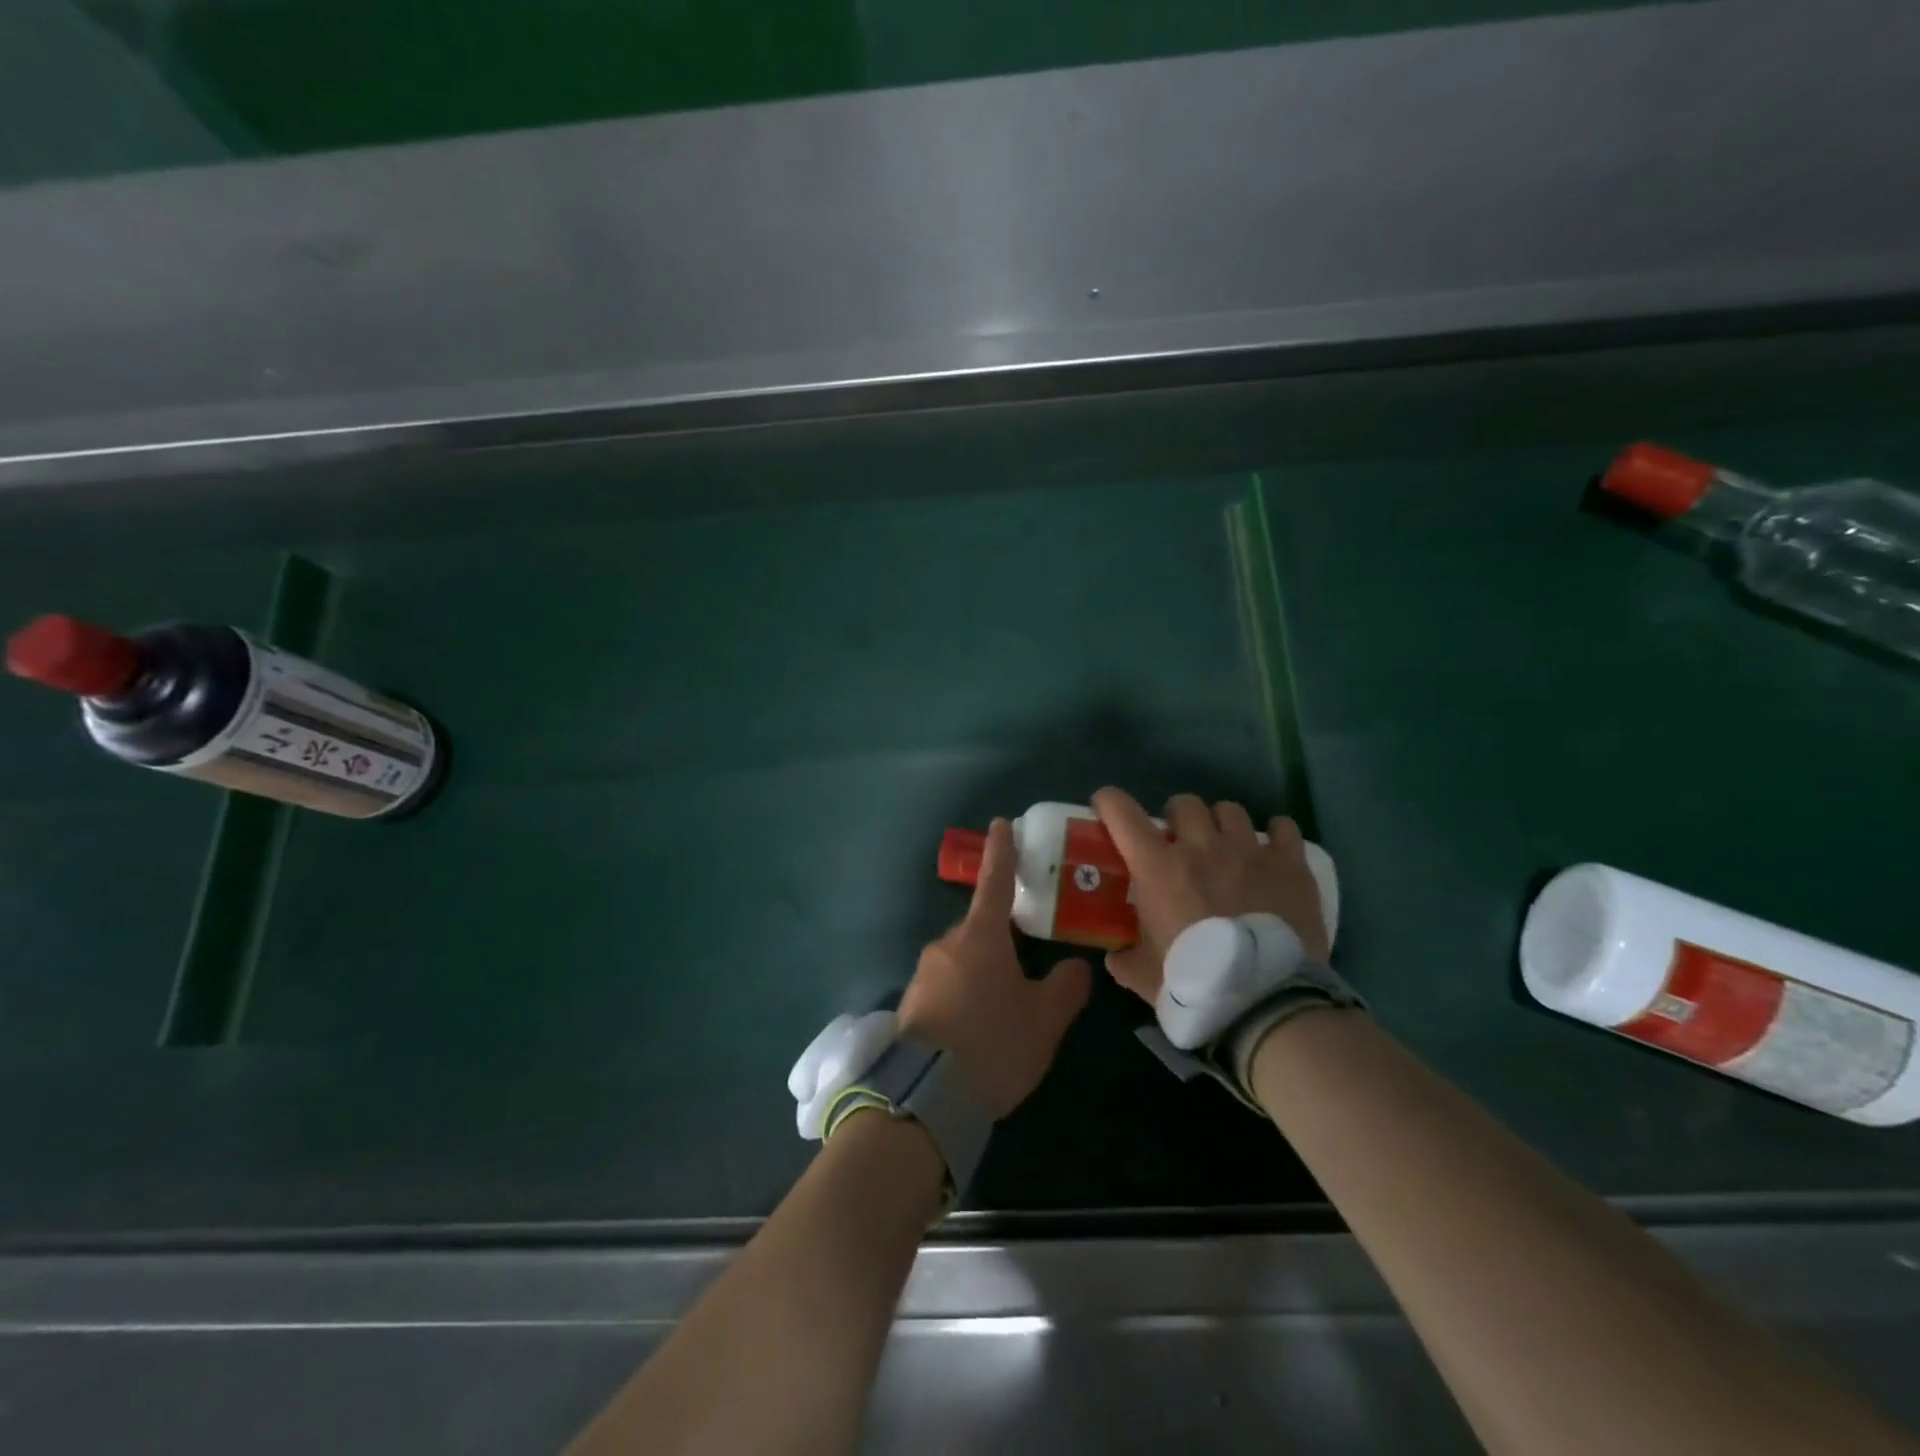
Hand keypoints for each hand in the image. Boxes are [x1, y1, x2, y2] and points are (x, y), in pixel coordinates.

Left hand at [898, 818, 1091, 1118]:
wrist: (926, 1097)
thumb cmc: (993, 1044)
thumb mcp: (1044, 1020)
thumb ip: (1065, 988)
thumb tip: (1076, 967)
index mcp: (980, 937)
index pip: (995, 882)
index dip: (1001, 853)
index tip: (1001, 825)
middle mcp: (947, 945)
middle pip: (980, 930)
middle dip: (1001, 941)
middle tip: (1026, 970)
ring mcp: (923, 974)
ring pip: (962, 960)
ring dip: (983, 973)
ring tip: (1005, 1014)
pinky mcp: (911, 1004)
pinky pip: (946, 987)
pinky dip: (964, 996)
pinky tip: (978, 1030)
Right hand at [1091, 787, 1329, 1005]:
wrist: (1266, 1002)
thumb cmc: (1196, 983)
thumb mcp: (1144, 976)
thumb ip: (1124, 958)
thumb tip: (1116, 954)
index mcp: (1157, 868)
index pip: (1122, 813)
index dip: (1109, 801)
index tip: (1106, 806)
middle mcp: (1200, 846)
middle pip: (1184, 803)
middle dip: (1177, 817)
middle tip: (1179, 842)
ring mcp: (1248, 850)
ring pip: (1230, 811)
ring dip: (1221, 824)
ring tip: (1226, 848)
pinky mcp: (1289, 864)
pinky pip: (1282, 827)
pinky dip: (1274, 834)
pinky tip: (1272, 851)